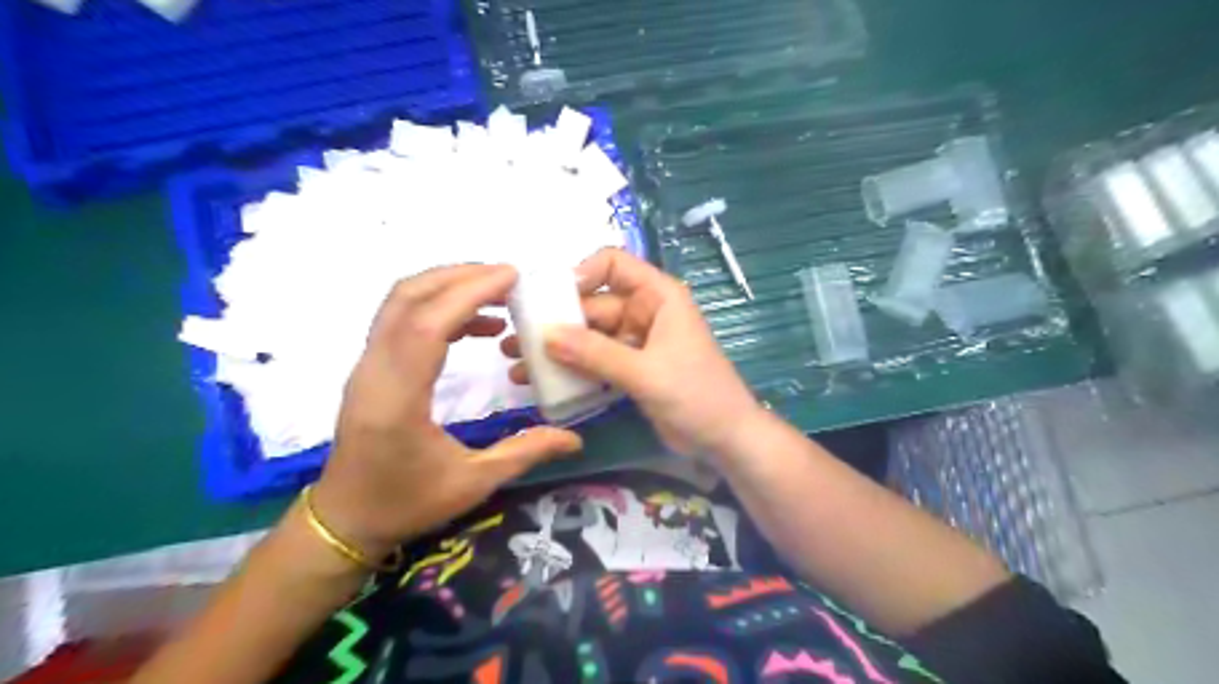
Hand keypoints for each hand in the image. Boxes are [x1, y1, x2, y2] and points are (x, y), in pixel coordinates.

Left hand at [314, 262, 580, 561]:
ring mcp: (367, 366)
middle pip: (408, 298)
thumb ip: (525, 453)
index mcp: (398, 400)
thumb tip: (574, 438)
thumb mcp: (473, 483)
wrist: (344, 519)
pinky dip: (439, 308)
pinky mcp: (371, 367)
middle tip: (509, 277)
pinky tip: (477, 326)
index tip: (511, 277)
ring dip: (447, 286)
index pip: (428, 326)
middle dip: (459, 276)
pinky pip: (402, 319)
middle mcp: (375, 372)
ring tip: (497, 293)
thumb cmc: (406, 503)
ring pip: (400, 302)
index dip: (469, 292)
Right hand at [499, 249, 758, 458]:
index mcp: (657, 296)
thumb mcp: (645, 373)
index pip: (613, 264)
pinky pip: (596, 361)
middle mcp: (644, 311)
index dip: (580, 274)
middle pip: (593, 304)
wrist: (726, 440)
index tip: (549, 301)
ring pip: (590, 336)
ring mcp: (636, 342)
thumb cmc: (696, 395)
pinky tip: (543, 383)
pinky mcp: (631, 369)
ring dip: (558, 348)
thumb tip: (546, 336)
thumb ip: (596, 354)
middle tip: (513, 339)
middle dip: (556, 322)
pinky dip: (573, 370)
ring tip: (517, 364)